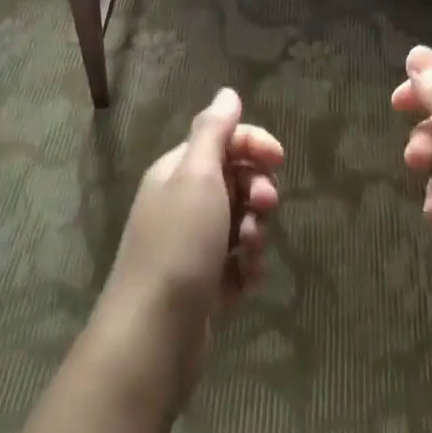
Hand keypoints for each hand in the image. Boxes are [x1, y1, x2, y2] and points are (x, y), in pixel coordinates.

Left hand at [94, 88, 283, 404]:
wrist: (152, 340)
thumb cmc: (178, 246)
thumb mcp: (197, 176)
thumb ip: (213, 130)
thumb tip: (227, 92)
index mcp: (177, 172)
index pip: (222, 140)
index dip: (253, 144)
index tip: (279, 159)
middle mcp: (182, 203)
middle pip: (234, 180)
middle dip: (257, 190)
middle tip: (265, 207)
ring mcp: (192, 247)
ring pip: (240, 223)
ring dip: (255, 231)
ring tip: (250, 251)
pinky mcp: (203, 287)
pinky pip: (237, 264)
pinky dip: (247, 267)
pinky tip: (246, 281)